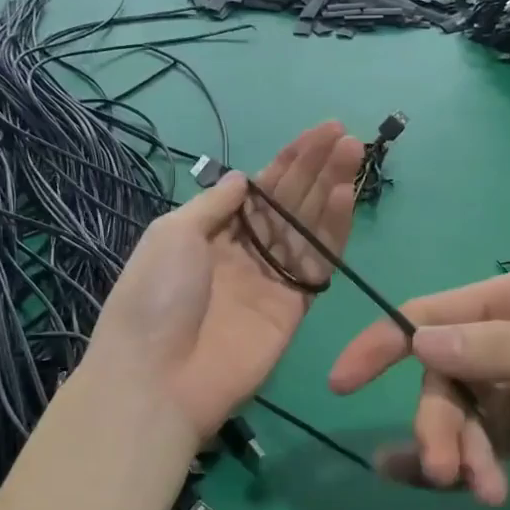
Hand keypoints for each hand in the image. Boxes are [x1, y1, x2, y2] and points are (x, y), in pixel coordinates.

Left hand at [85, 122, 362, 438]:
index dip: (288, 160)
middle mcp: (245, 252)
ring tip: (353, 154)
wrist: (158, 376)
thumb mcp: (172, 233)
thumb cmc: (155, 295)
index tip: (319, 132)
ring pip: (307, 228)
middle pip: (288, 204)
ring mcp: (271, 280)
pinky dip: (333, 232)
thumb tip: (245, 179)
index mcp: (211, 233)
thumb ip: (215, 205)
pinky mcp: (293, 308)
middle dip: (316, 168)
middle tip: (346, 137)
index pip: (259, 189)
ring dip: (330, 190)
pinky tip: (344, 198)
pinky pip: (317, 264)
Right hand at [327, 268, 509, 506]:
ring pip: (461, 417)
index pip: (434, 315)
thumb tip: (420, 339)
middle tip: (451, 476)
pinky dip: (461, 463)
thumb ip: (509, 348)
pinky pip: (481, 444)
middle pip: (444, 378)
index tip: (342, 383)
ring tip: (483, 494)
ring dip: (460, 454)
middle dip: (441, 425)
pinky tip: (439, 486)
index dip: (384, 344)